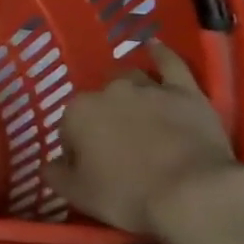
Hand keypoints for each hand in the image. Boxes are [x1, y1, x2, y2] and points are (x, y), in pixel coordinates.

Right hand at [45, 41, 243, 236]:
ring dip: (129, 94)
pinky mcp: (184, 91)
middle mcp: (108, 91)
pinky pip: (170, 64)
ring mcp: (147, 88)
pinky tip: (155, 47)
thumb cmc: (129, 196)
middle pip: (99, 102)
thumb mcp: (79, 195)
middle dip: (104, 120)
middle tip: (117, 150)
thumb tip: (49, 165)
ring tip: (138, 116)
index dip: (79, 150)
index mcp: (77, 112)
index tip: (92, 171)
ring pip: (131, 81)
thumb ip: (56, 175)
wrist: (194, 195)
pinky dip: (161, 54)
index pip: (69, 128)